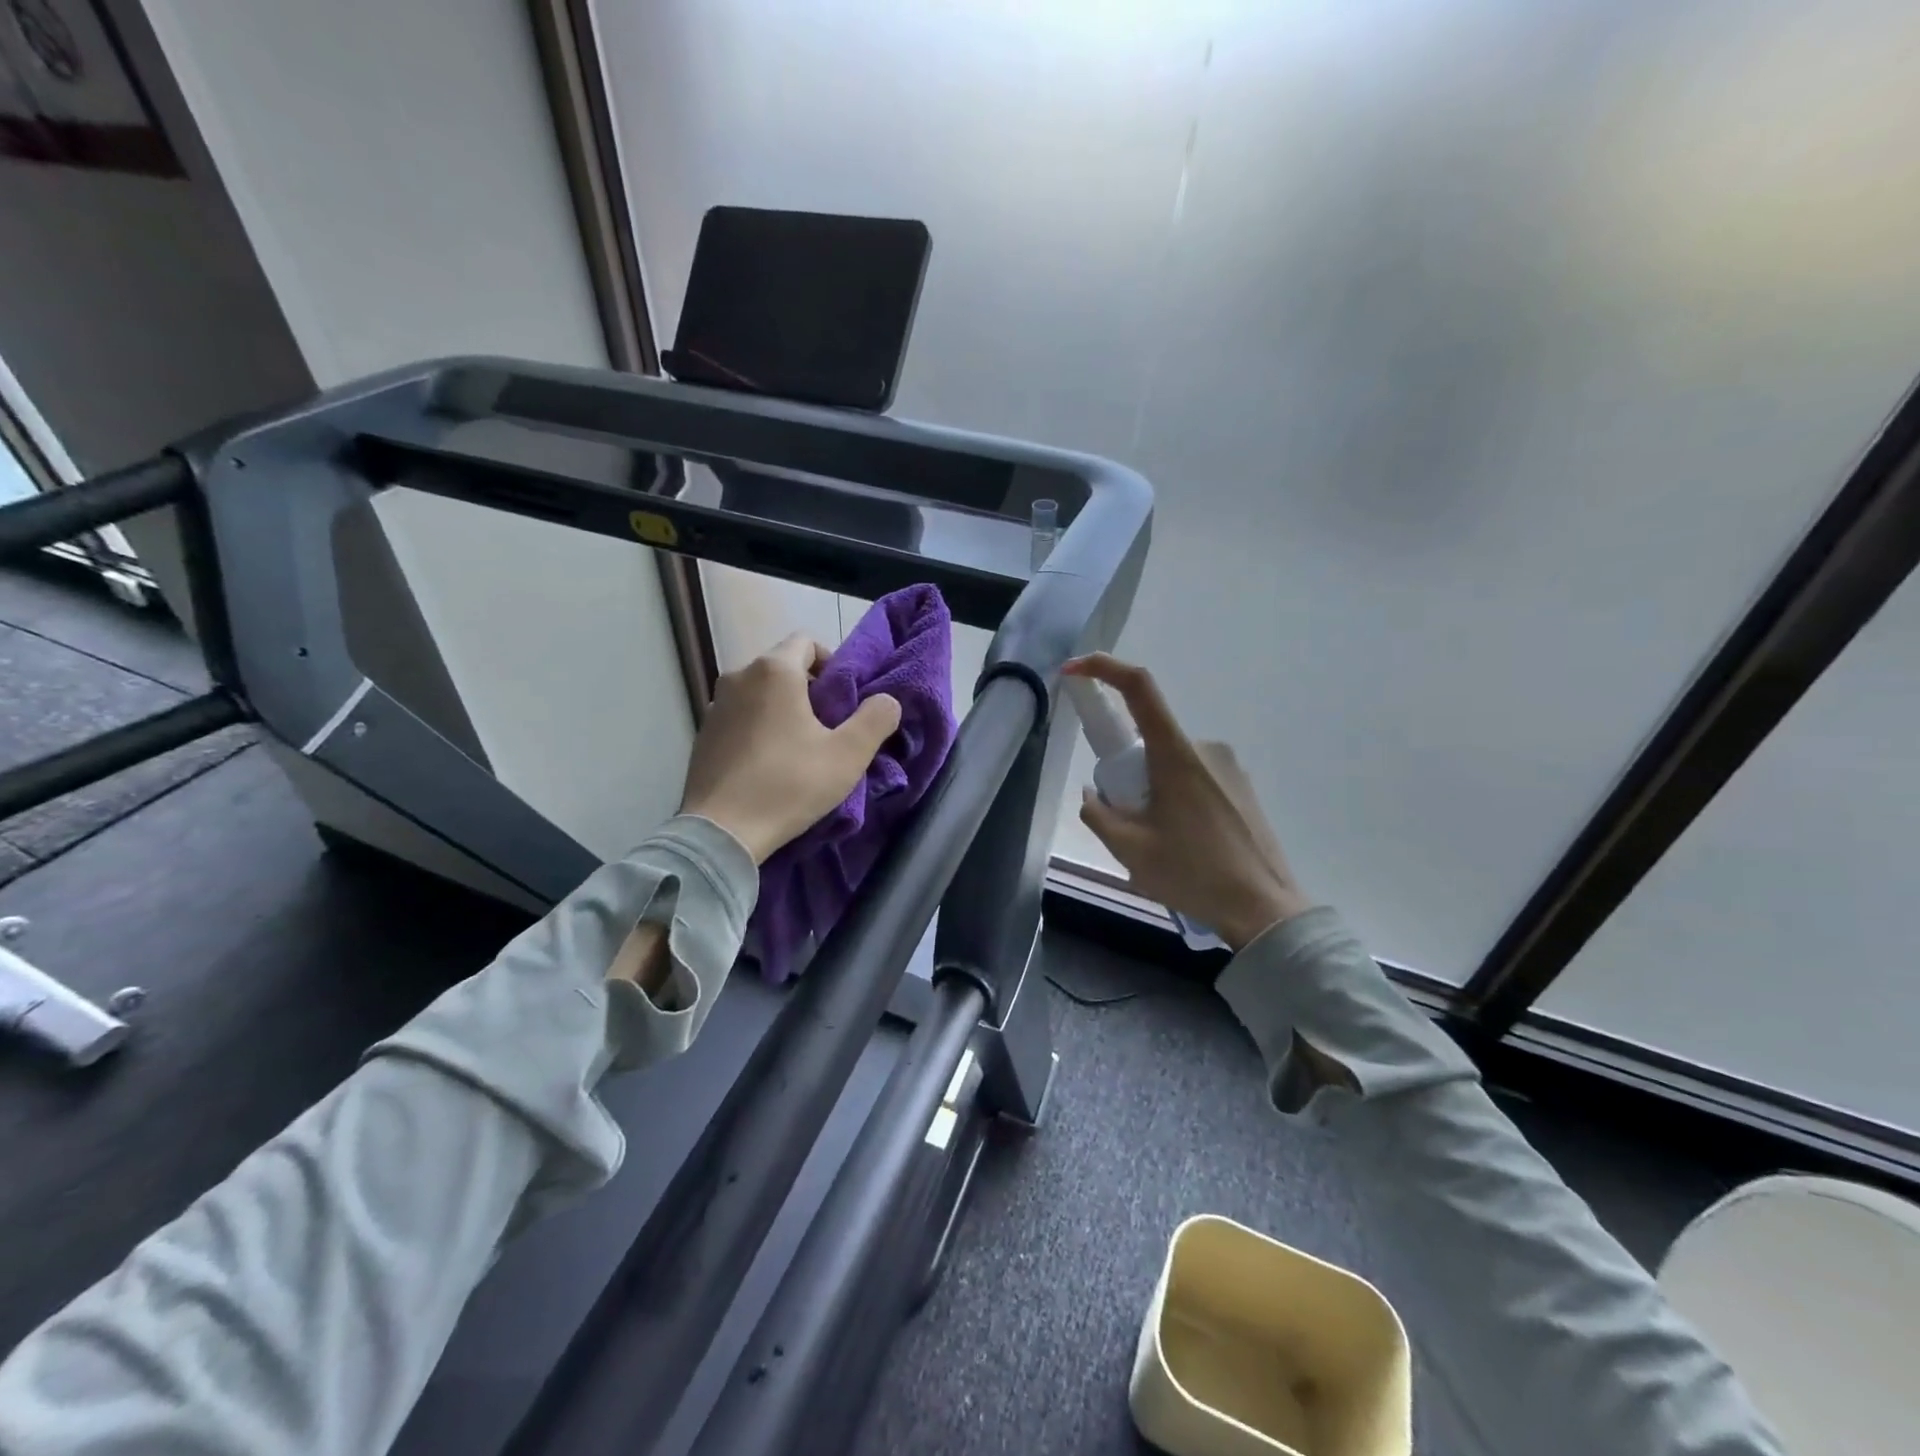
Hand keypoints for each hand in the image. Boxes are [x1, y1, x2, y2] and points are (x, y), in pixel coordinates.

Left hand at [679, 633, 902, 863]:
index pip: (807, 642)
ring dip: (782, 710)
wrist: (721, 831)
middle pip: (783, 667)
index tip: (843, 699)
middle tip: (828, 727)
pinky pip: (740, 717)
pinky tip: (768, 764)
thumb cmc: (789, 784)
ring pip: (760, 693)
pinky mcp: (702, 734)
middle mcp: (738, 676)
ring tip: (798, 748)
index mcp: (774, 671)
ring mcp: (714, 705)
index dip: (832, 663)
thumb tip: (887, 700)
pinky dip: (757, 728)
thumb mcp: (848, 755)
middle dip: (809, 689)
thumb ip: (876, 719)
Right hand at [1063, 653, 1313, 950]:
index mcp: (1176, 754)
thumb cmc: (1192, 874)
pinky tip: (1186, 846)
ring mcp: (1228, 766)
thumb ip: (1098, 813)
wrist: (1264, 909)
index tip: (1073, 672)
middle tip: (1128, 822)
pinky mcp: (1241, 786)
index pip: (1138, 688)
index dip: (1102, 669)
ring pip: (1169, 763)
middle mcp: (1204, 748)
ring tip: (1161, 845)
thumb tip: (1094, 792)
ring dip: (1152, 791)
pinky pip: (1193, 779)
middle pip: (1148, 740)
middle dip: (1126, 773)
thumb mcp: (1129, 849)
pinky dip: (1176, 800)